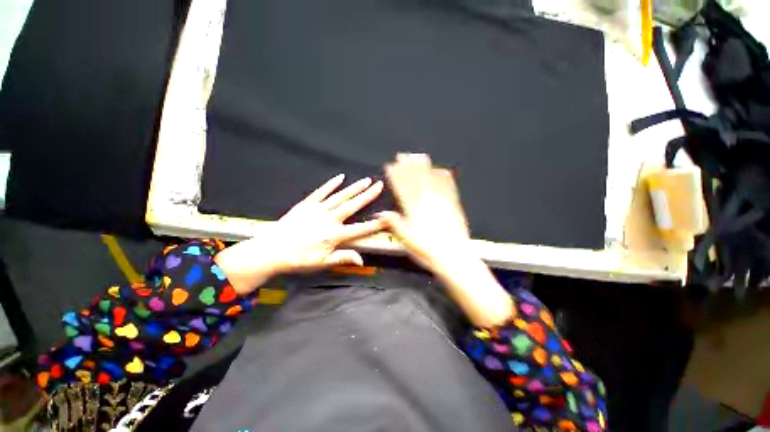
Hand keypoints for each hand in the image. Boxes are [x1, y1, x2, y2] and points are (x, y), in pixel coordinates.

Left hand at [215, 174, 385, 294]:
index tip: (386, 217)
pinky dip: (331, 184)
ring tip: (366, 180)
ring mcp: (318, 210)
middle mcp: (329, 219)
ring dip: (354, 188)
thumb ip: (343, 258)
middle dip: (367, 196)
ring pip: (340, 196)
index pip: (360, 229)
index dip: (374, 224)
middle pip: (352, 206)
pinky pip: (321, 192)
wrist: (271, 250)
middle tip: (379, 186)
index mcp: (334, 235)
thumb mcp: (322, 262)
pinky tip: (340, 177)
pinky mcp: (306, 204)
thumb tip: (361, 260)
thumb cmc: (297, 258)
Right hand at [380, 154, 512, 327]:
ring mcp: (441, 203)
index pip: (402, 189)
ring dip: (424, 168)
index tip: (391, 166)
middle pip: (415, 181)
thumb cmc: (427, 250)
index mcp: (414, 210)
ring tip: (419, 157)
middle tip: (403, 155)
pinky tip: (443, 171)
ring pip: (431, 181)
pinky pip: (449, 189)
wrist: (453, 257)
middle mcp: (427, 203)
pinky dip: (445, 178)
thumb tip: (382, 213)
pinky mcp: (454, 207)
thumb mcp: (406, 239)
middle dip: (408, 167)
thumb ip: (394, 224)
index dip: (395, 176)